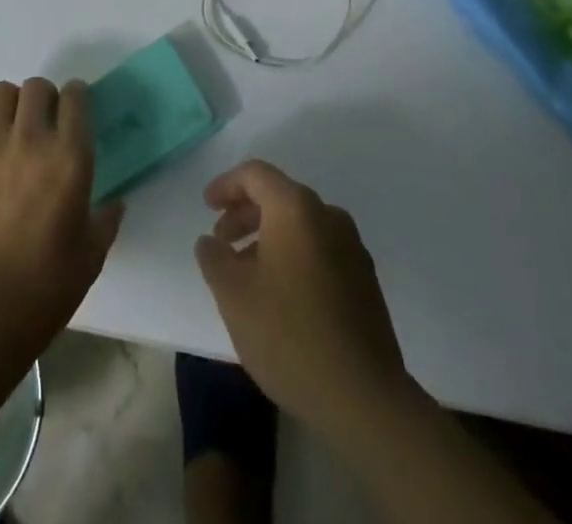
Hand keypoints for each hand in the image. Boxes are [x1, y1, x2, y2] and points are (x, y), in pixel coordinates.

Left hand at [0, 78, 123, 357]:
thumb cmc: (47, 286)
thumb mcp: (92, 253)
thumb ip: (106, 218)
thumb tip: (114, 202)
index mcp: (70, 157)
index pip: (75, 97)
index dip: (78, 97)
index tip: (77, 110)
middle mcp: (31, 140)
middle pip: (36, 87)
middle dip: (45, 97)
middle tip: (46, 121)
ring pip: (0, 93)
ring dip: (11, 104)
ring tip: (14, 128)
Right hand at [194, 161, 418, 440]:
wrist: (364, 397)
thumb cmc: (289, 335)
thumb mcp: (234, 295)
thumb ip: (215, 258)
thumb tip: (210, 241)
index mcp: (296, 208)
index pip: (256, 174)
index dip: (226, 184)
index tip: (207, 205)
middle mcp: (328, 216)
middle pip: (280, 197)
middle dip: (245, 213)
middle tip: (221, 241)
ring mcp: (352, 247)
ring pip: (300, 225)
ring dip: (268, 237)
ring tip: (245, 272)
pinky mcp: (364, 279)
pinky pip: (319, 248)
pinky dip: (293, 255)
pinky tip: (279, 293)